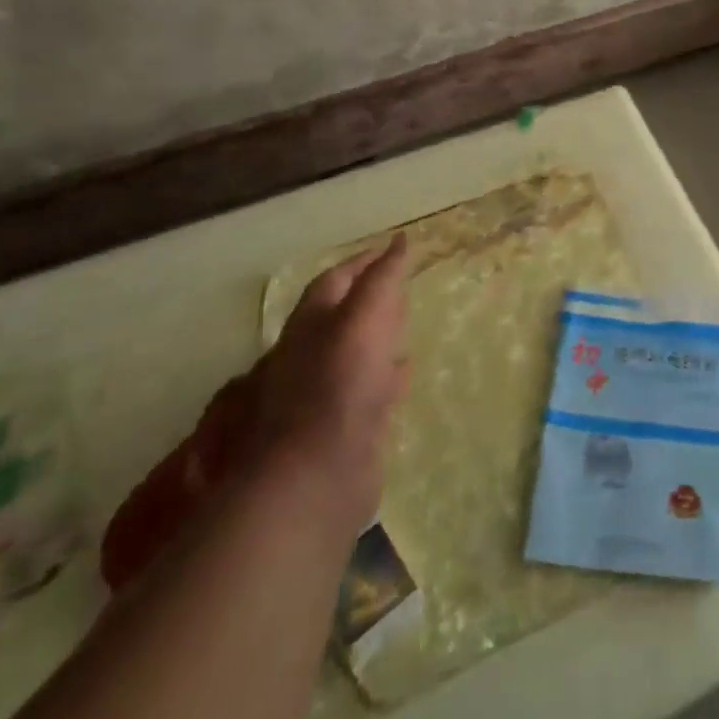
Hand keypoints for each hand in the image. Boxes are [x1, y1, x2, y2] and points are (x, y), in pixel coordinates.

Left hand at [255, 234, 412, 535]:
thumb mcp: (365, 320)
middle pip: (341, 317)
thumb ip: (382, 280)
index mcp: (311, 325)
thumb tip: (400, 241)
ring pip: (354, 354)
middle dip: (369, 300)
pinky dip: (386, 376)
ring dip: (378, 338)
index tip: (395, 249)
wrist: (316, 478)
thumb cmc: (339, 386)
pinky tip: (404, 376)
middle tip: (403, 288)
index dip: (363, 262)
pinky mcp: (342, 428)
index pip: (336, 280)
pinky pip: (368, 390)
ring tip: (407, 328)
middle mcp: (311, 355)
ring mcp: (324, 394)